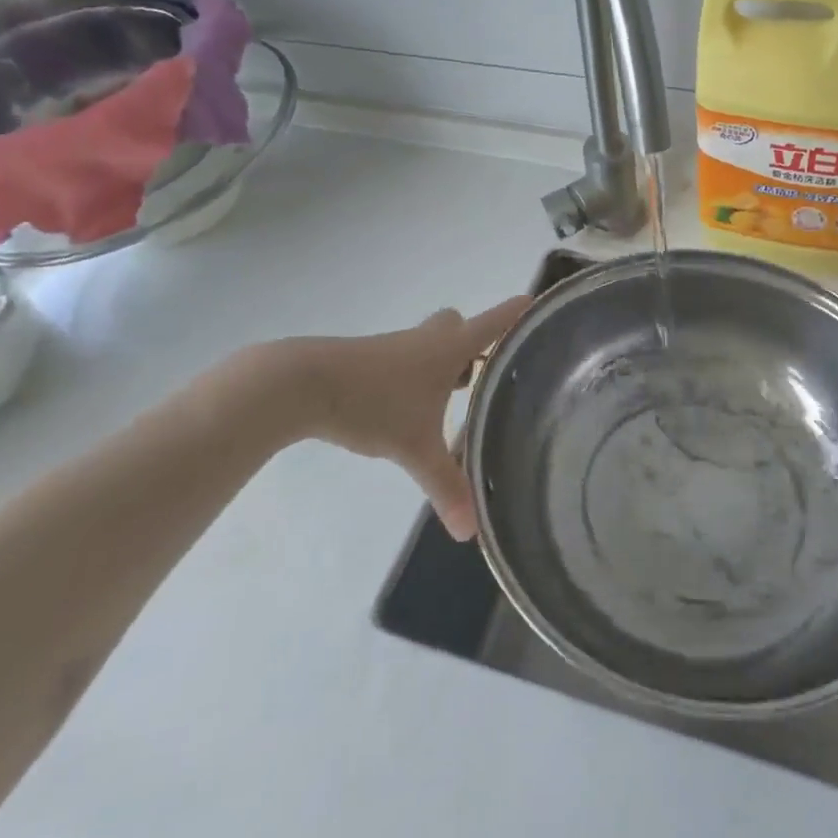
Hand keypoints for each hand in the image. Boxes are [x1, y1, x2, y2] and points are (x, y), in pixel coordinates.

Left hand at [231, 296, 530, 540]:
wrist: (301, 384)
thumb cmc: (372, 403)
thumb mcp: (414, 448)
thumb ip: (445, 486)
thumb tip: (470, 533)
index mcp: (448, 348)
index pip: (494, 322)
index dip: (517, 313)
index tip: (537, 303)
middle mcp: (426, 340)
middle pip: (458, 327)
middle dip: (474, 345)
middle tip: (486, 374)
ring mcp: (394, 348)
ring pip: (429, 345)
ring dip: (443, 363)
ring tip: (452, 400)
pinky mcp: (367, 360)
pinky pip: (404, 360)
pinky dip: (415, 377)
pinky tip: (409, 409)